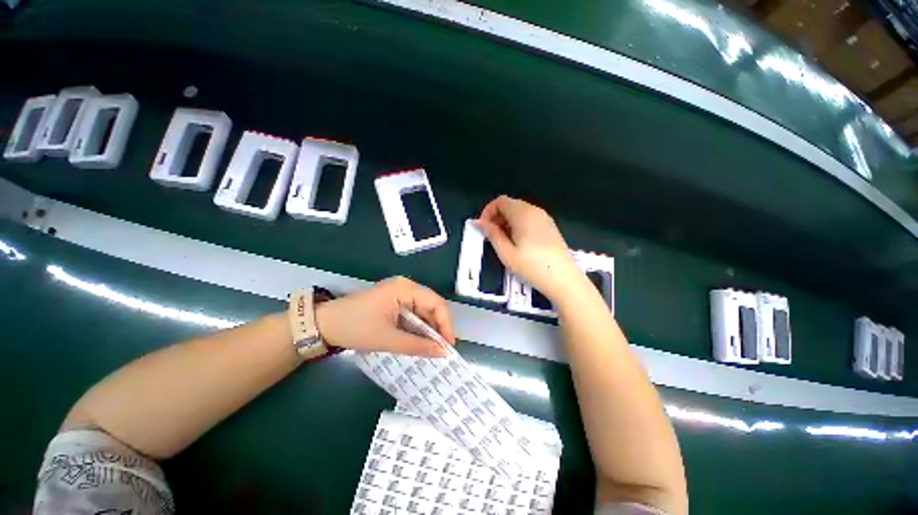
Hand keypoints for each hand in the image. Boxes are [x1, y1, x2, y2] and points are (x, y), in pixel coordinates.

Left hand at [315, 277, 455, 356]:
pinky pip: (412, 314)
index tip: (449, 346)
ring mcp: (399, 294)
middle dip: (437, 328)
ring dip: (427, 330)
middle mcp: (406, 287)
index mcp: (406, 288)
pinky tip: (418, 342)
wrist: (324, 325)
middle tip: (442, 350)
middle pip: (431, 306)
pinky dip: (417, 328)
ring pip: (422, 311)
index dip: (446, 324)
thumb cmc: (356, 328)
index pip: (436, 303)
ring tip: (432, 349)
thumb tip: (443, 353)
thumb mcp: (388, 339)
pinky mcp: (393, 302)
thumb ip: (418, 346)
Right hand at [477, 195, 582, 302]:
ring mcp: (544, 218)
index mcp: (523, 214)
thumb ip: (492, 234)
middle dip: (497, 217)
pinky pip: (529, 219)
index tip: (483, 228)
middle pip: (511, 205)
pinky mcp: (550, 227)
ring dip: (507, 222)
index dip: (488, 211)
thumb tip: (478, 222)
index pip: (501, 201)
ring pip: (520, 212)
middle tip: (491, 236)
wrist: (564, 279)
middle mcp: (535, 211)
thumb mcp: (506, 252)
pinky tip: (518, 243)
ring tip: (503, 241)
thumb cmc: (531, 266)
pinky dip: (518, 225)